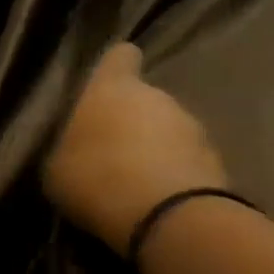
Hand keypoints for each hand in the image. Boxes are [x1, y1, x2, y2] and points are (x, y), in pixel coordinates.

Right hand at [42, 44, 229, 252]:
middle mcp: (157, 95)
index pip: (119, 57)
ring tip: (138, 186)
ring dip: (157, 151)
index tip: (106, 88)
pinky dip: (176, 177)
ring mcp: (192, 126)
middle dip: (133, 122)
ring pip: (170, 131)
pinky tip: (161, 203)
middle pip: (145, 100)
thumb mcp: (59, 170)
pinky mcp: (215, 160)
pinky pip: (188, 162)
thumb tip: (78, 150)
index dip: (114, 70)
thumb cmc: (98, 179)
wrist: (167, 215)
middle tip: (113, 157)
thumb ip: (70, 149)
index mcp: (113, 88)